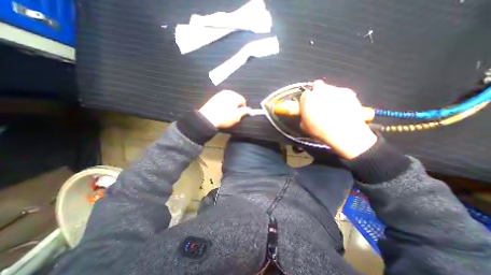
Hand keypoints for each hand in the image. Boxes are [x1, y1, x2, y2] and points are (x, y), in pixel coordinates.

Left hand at [198, 91, 250, 128]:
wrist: (208, 119)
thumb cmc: (225, 117)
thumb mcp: (237, 116)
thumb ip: (245, 112)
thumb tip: (249, 110)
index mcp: (234, 95)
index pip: (243, 101)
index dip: (243, 109)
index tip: (240, 115)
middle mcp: (227, 92)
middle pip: (236, 99)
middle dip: (236, 106)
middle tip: (233, 115)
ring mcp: (219, 94)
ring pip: (229, 100)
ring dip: (230, 106)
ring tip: (226, 114)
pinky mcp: (213, 97)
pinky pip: (222, 101)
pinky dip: (223, 105)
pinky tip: (220, 112)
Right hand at [300, 80, 375, 158]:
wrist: (344, 132)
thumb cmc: (320, 130)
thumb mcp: (304, 126)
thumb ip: (304, 116)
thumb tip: (306, 116)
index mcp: (307, 97)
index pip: (304, 94)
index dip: (306, 101)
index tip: (307, 106)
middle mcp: (320, 90)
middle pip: (317, 86)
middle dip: (317, 93)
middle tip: (319, 104)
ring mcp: (335, 89)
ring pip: (330, 89)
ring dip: (329, 96)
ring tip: (332, 109)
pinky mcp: (349, 92)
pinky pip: (342, 94)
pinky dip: (341, 99)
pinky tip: (342, 109)